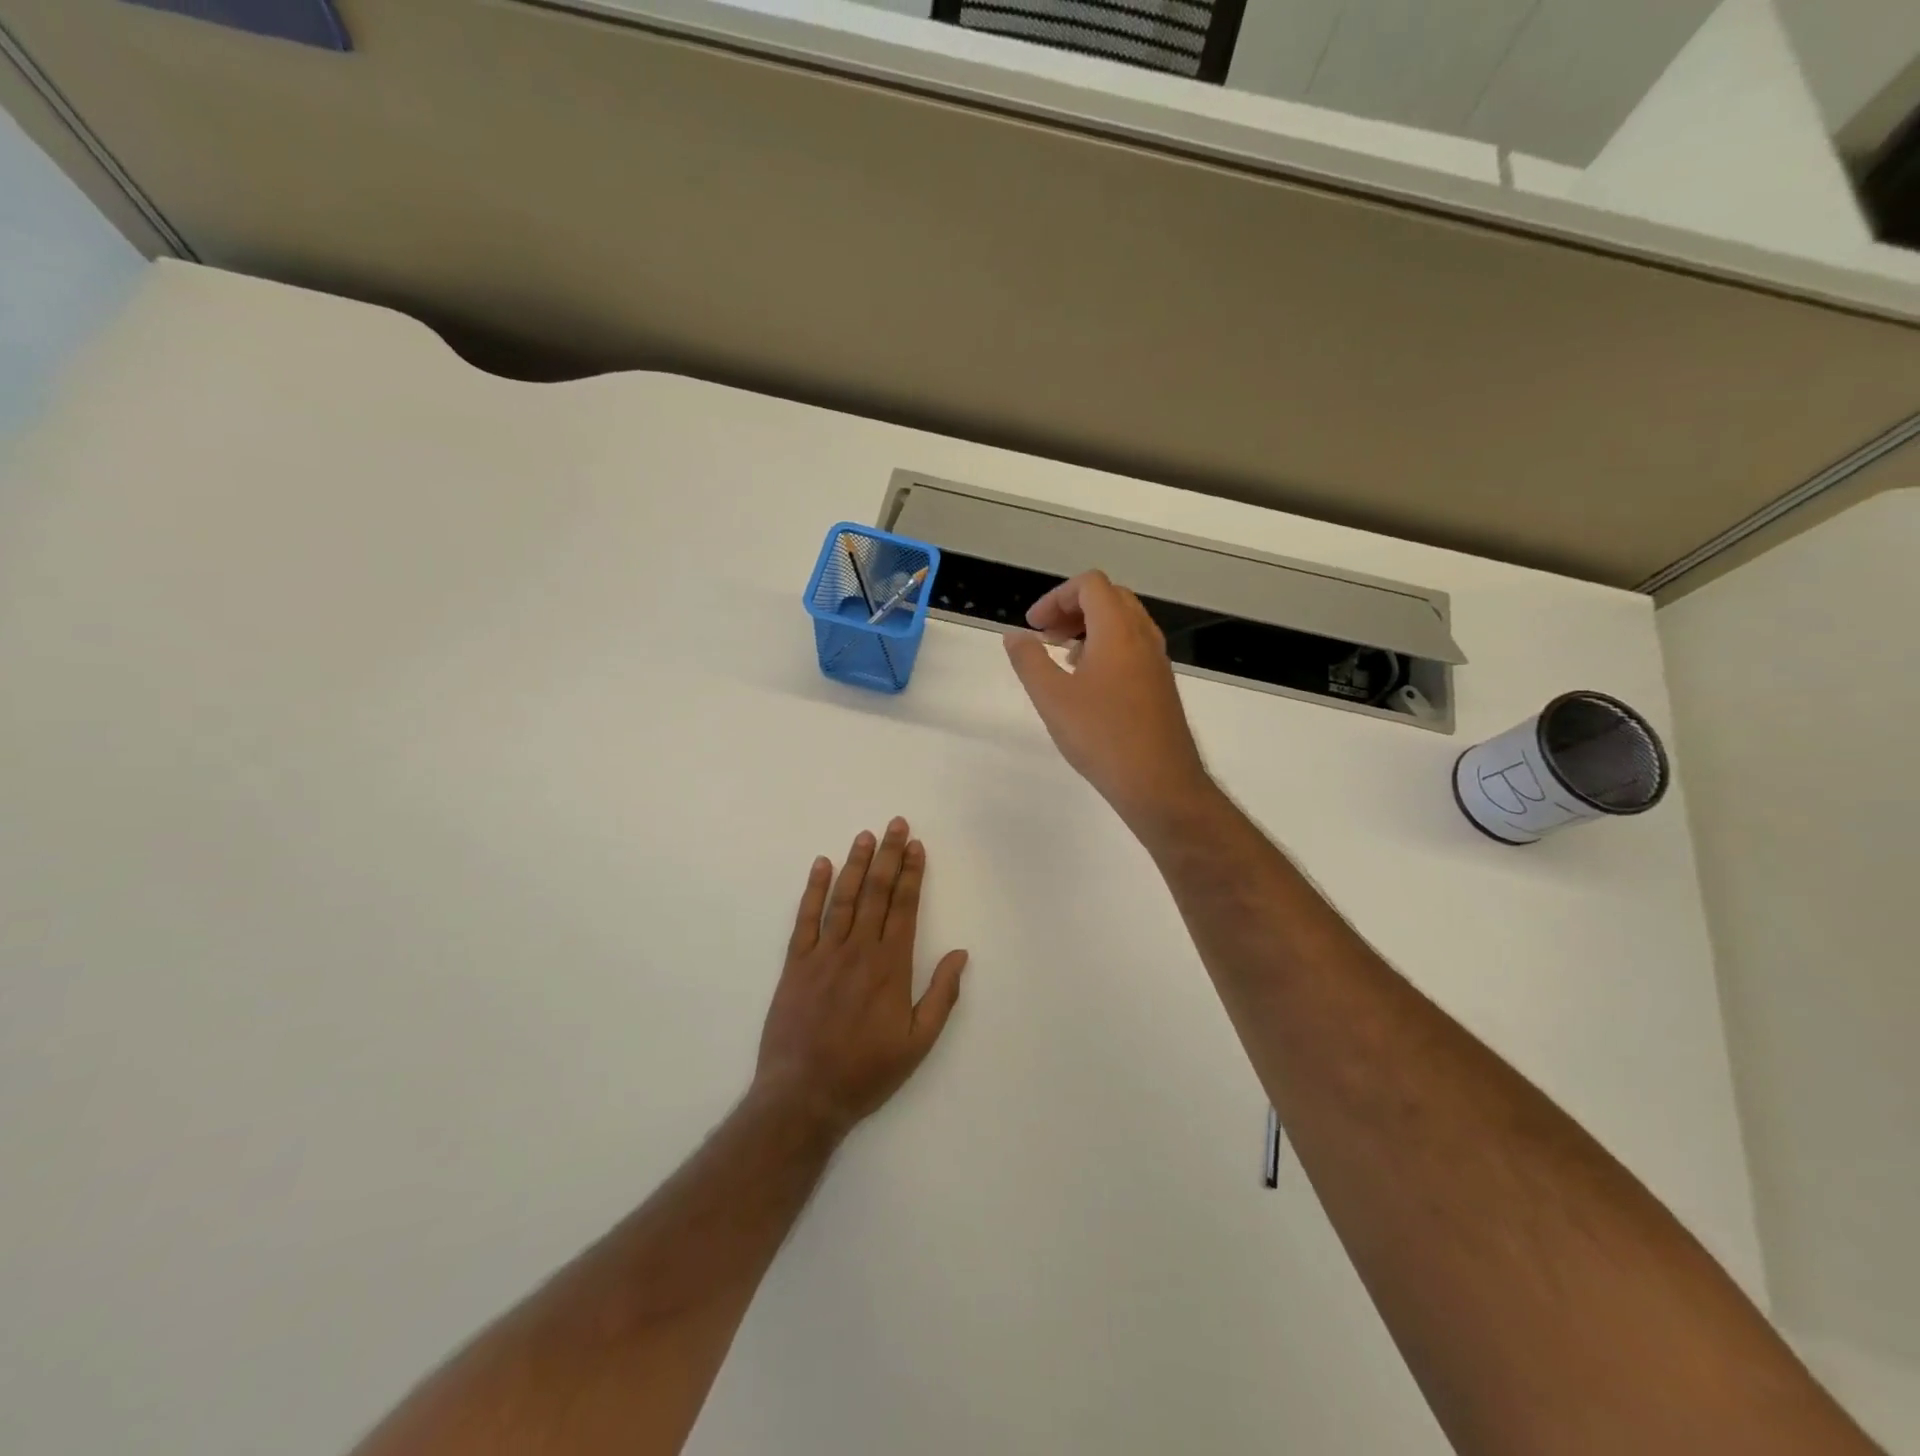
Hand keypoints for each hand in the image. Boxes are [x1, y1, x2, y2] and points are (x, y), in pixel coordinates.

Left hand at [754, 819, 968, 1136]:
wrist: (804, 1095)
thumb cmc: (867, 1071)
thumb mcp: (918, 1043)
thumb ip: (942, 996)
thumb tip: (961, 955)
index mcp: (891, 966)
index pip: (905, 907)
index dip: (912, 874)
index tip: (916, 846)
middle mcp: (859, 950)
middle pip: (876, 892)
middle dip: (888, 856)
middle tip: (896, 824)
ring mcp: (824, 954)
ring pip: (844, 898)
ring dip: (856, 863)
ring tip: (866, 835)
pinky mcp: (796, 964)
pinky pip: (806, 918)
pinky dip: (814, 889)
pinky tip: (821, 865)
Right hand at [1003, 571, 1212, 828]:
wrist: (1159, 783)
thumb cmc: (1101, 736)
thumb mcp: (1052, 698)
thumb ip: (1029, 660)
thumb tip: (1014, 635)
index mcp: (1118, 630)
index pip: (1090, 585)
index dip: (1056, 597)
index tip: (1034, 627)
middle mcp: (1143, 637)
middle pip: (1109, 598)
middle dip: (1073, 609)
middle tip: (1046, 637)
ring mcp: (1157, 661)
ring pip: (1124, 623)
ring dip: (1090, 628)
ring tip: (1063, 658)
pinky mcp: (1161, 685)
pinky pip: (1133, 647)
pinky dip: (1107, 648)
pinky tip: (1088, 684)